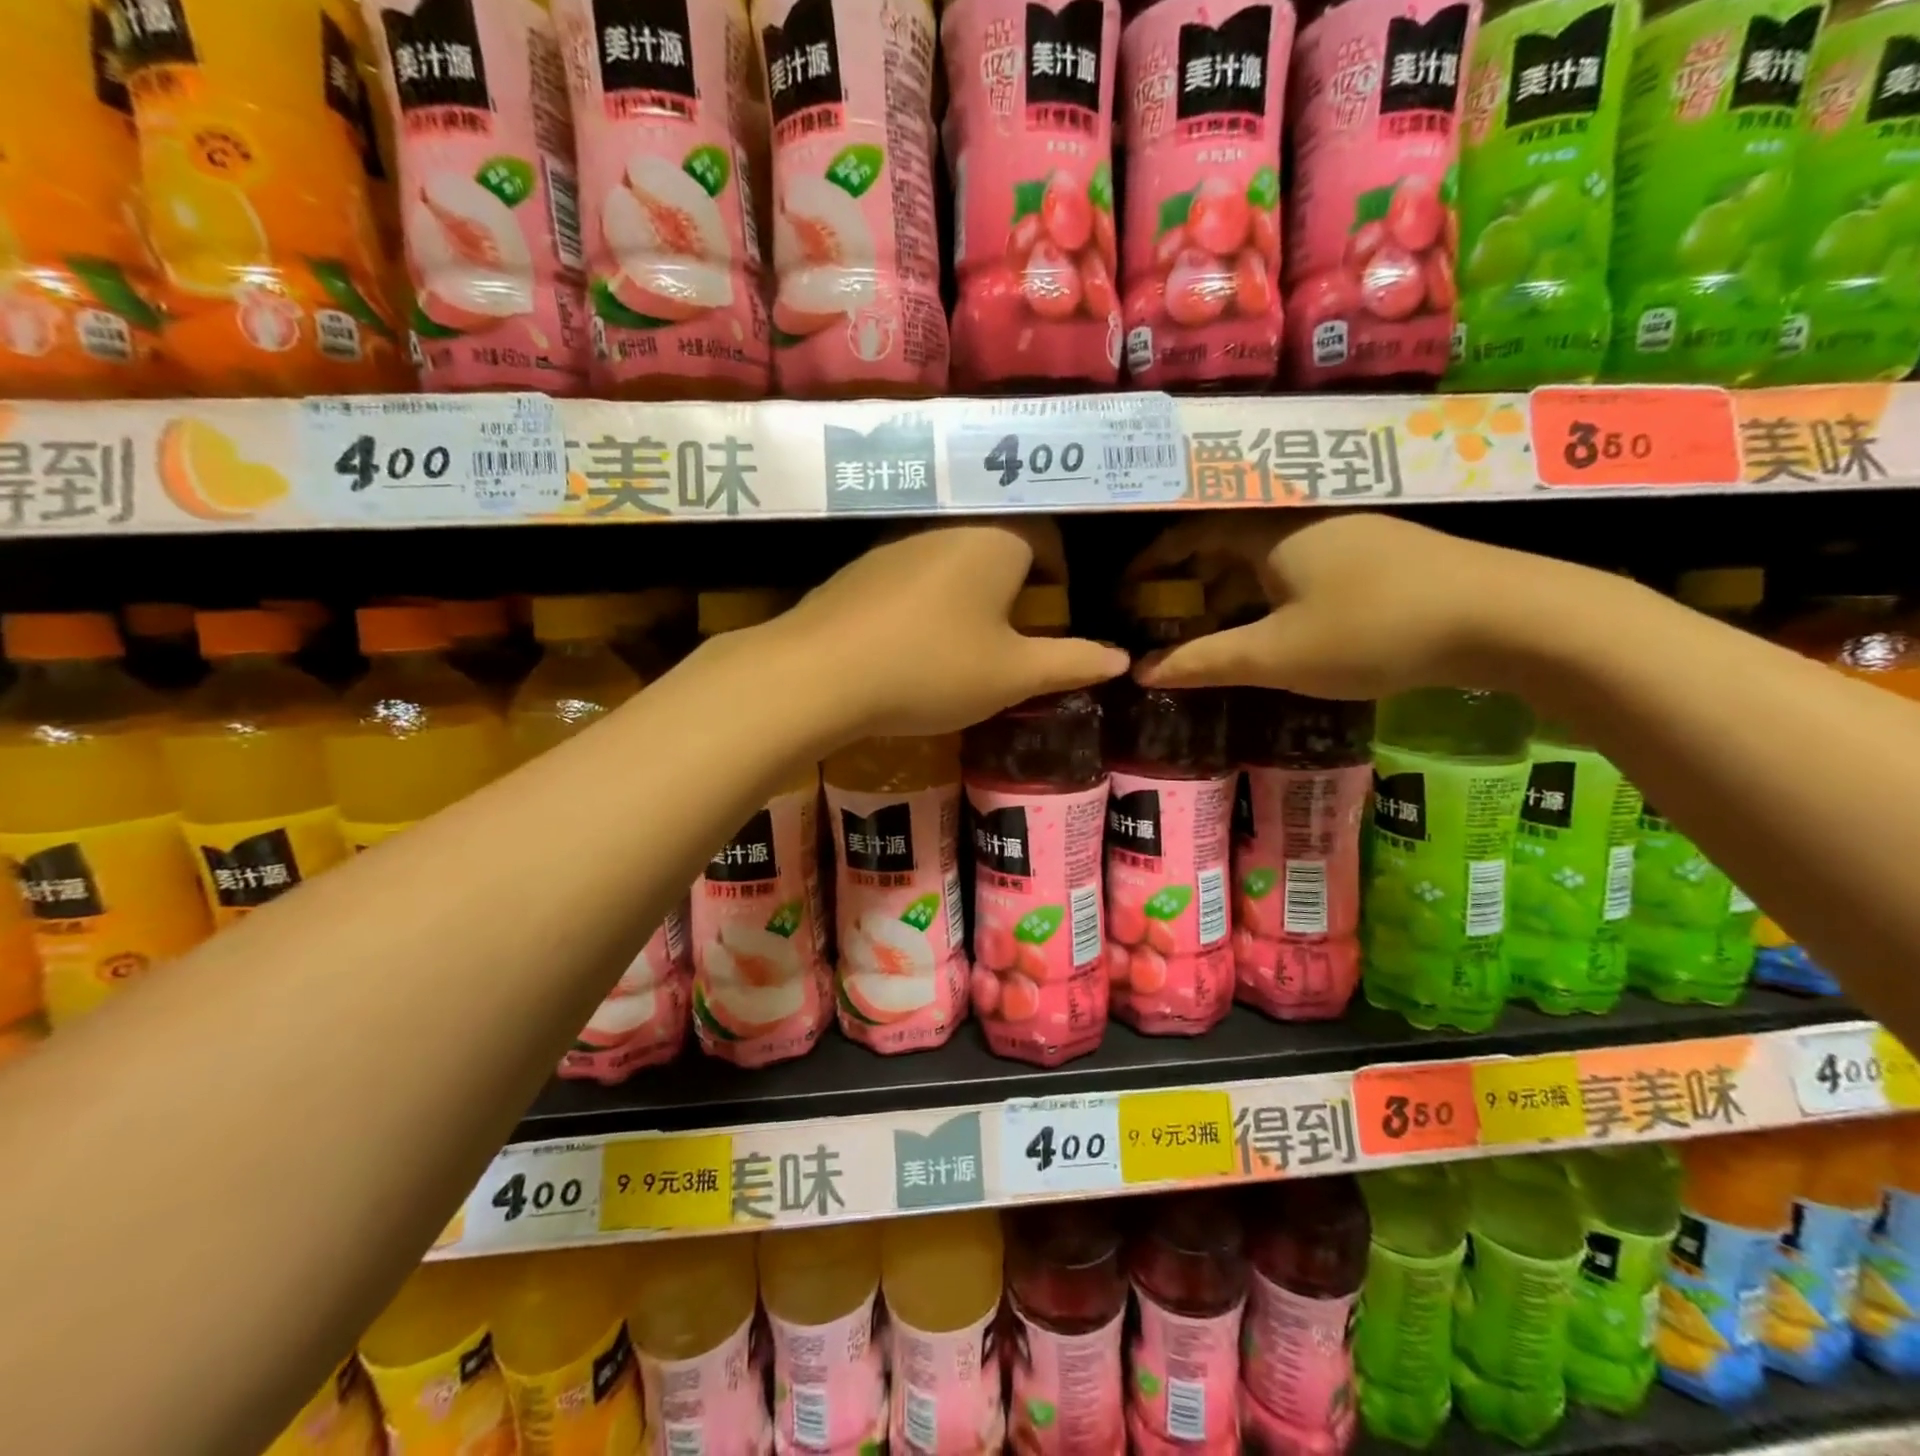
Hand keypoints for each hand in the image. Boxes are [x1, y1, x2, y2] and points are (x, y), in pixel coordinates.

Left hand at [762, 520, 1128, 738]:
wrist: (820, 674)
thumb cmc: (933, 668)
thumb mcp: (1012, 675)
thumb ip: (1070, 662)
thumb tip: (1120, 658)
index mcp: (996, 538)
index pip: (1047, 535)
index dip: (1060, 574)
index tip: (1055, 616)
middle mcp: (948, 525)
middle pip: (999, 543)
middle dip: (1015, 585)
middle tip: (1015, 636)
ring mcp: (896, 542)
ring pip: (953, 558)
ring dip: (969, 593)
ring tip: (966, 644)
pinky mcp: (860, 568)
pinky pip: (913, 574)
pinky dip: (927, 601)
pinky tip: (914, 643)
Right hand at [1129, 512, 1551, 699]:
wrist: (1507, 616)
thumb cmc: (1373, 629)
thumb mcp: (1277, 655)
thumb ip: (1204, 662)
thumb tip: (1140, 673)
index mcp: (1270, 530)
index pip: (1190, 531)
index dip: (1152, 560)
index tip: (1127, 591)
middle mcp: (1302, 519)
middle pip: (1225, 542)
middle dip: (1188, 581)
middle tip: (1163, 620)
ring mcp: (1344, 533)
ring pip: (1265, 558)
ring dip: (1229, 592)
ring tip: (1209, 633)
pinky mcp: (1375, 555)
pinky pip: (1297, 569)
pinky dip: (1268, 596)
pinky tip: (1273, 630)